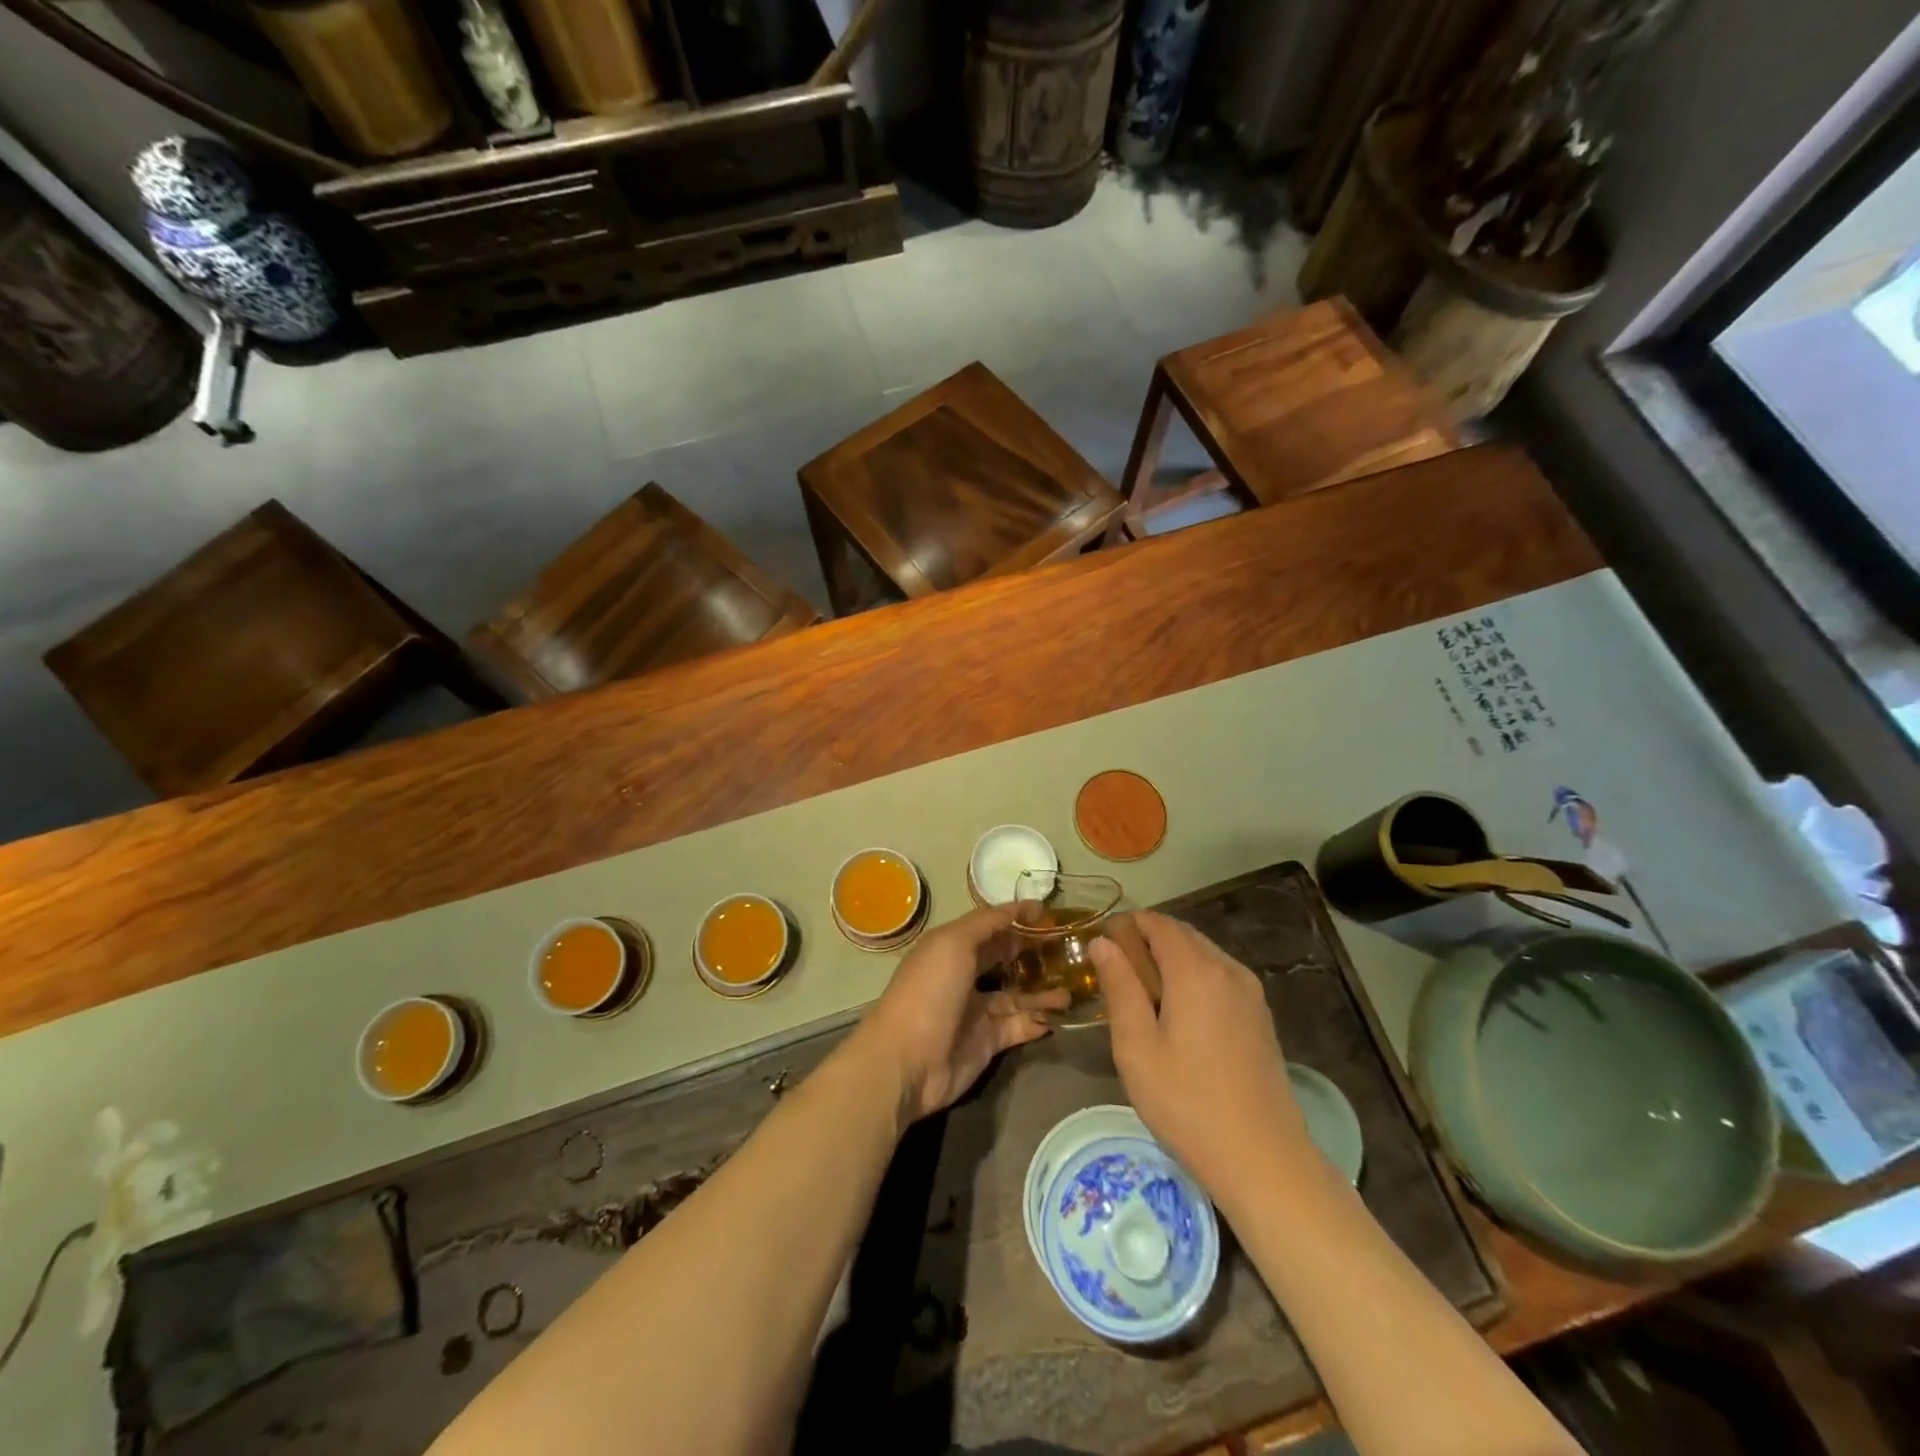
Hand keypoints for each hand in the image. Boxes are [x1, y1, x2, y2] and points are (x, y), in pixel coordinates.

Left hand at [846, 904, 1065, 1123]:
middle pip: (1004, 959)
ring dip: (1043, 991)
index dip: (1017, 917)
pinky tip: (1059, 1016)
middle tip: (1069, 948)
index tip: (1050, 913)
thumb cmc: (930, 991)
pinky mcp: (987, 1042)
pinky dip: (1038, 1020)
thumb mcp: (953, 943)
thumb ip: (987, 923)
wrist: (908, 1061)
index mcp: (951, 947)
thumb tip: (1019, 907)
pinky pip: (1018, 1026)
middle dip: (1033, 952)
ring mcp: (976, 1011)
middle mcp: (964, 976)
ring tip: (1073, 988)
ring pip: (1017, 995)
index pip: (990, 926)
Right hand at [1088, 912, 1311, 1203]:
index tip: (1100, 948)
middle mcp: (1228, 969)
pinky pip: (1219, 978)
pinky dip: (1192, 980)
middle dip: (1146, 942)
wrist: (1265, 1161)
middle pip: (1182, 934)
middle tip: (1115, 976)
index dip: (1125, 925)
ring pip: (1202, 956)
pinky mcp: (1260, 1017)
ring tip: (1142, 999)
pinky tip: (1177, 1017)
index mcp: (1196, 970)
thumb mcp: (1137, 1047)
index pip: (1157, 922)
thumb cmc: (1188, 1103)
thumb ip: (1119, 987)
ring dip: (1170, 962)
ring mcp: (1250, 993)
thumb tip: (1102, 942)